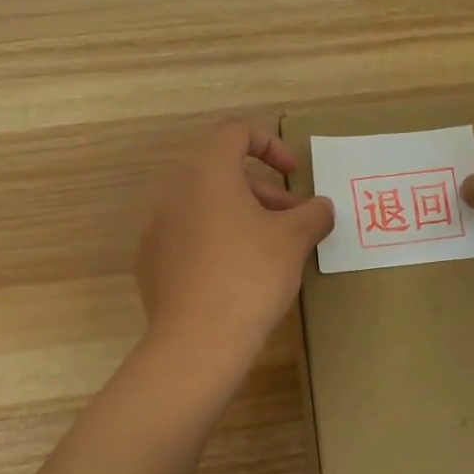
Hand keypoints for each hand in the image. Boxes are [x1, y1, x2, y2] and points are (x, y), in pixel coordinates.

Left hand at [137, 121, 334, 369]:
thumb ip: (313, 214)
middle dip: (264, 191)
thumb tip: (321, 207)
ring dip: (243, 216)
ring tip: (272, 250)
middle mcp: (174, 191)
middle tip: (294, 220)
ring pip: (206, 206)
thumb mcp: (294, 240)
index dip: (270, 144)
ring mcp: (158, 227)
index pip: (235, 132)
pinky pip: (190, 236)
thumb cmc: (250, 275)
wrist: (197, 341)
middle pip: (222, 172)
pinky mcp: (152, 262)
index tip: (294, 174)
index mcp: (207, 172)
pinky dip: (218, 241)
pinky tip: (239, 276)